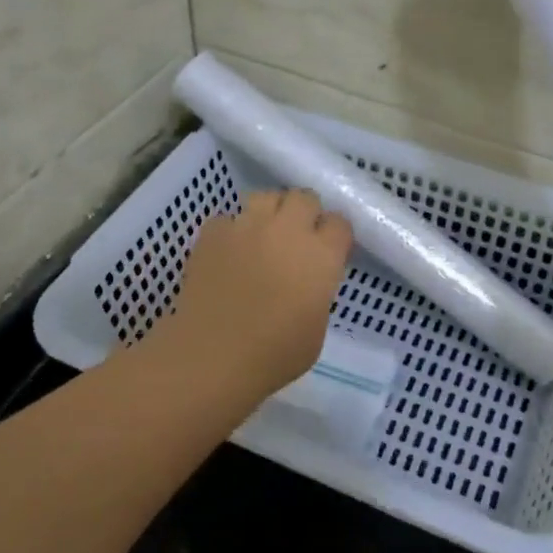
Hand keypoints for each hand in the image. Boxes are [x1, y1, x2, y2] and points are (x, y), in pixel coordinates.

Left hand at [155, 188, 353, 400]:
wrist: (212, 356)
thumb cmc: (273, 355)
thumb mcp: (316, 330)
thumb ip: (317, 294)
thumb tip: (307, 283)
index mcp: (321, 256)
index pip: (339, 223)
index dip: (334, 236)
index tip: (328, 251)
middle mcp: (288, 230)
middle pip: (304, 197)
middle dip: (304, 213)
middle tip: (296, 238)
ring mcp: (247, 226)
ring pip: (266, 196)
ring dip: (270, 212)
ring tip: (262, 236)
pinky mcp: (213, 233)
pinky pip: (227, 218)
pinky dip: (230, 231)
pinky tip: (227, 253)